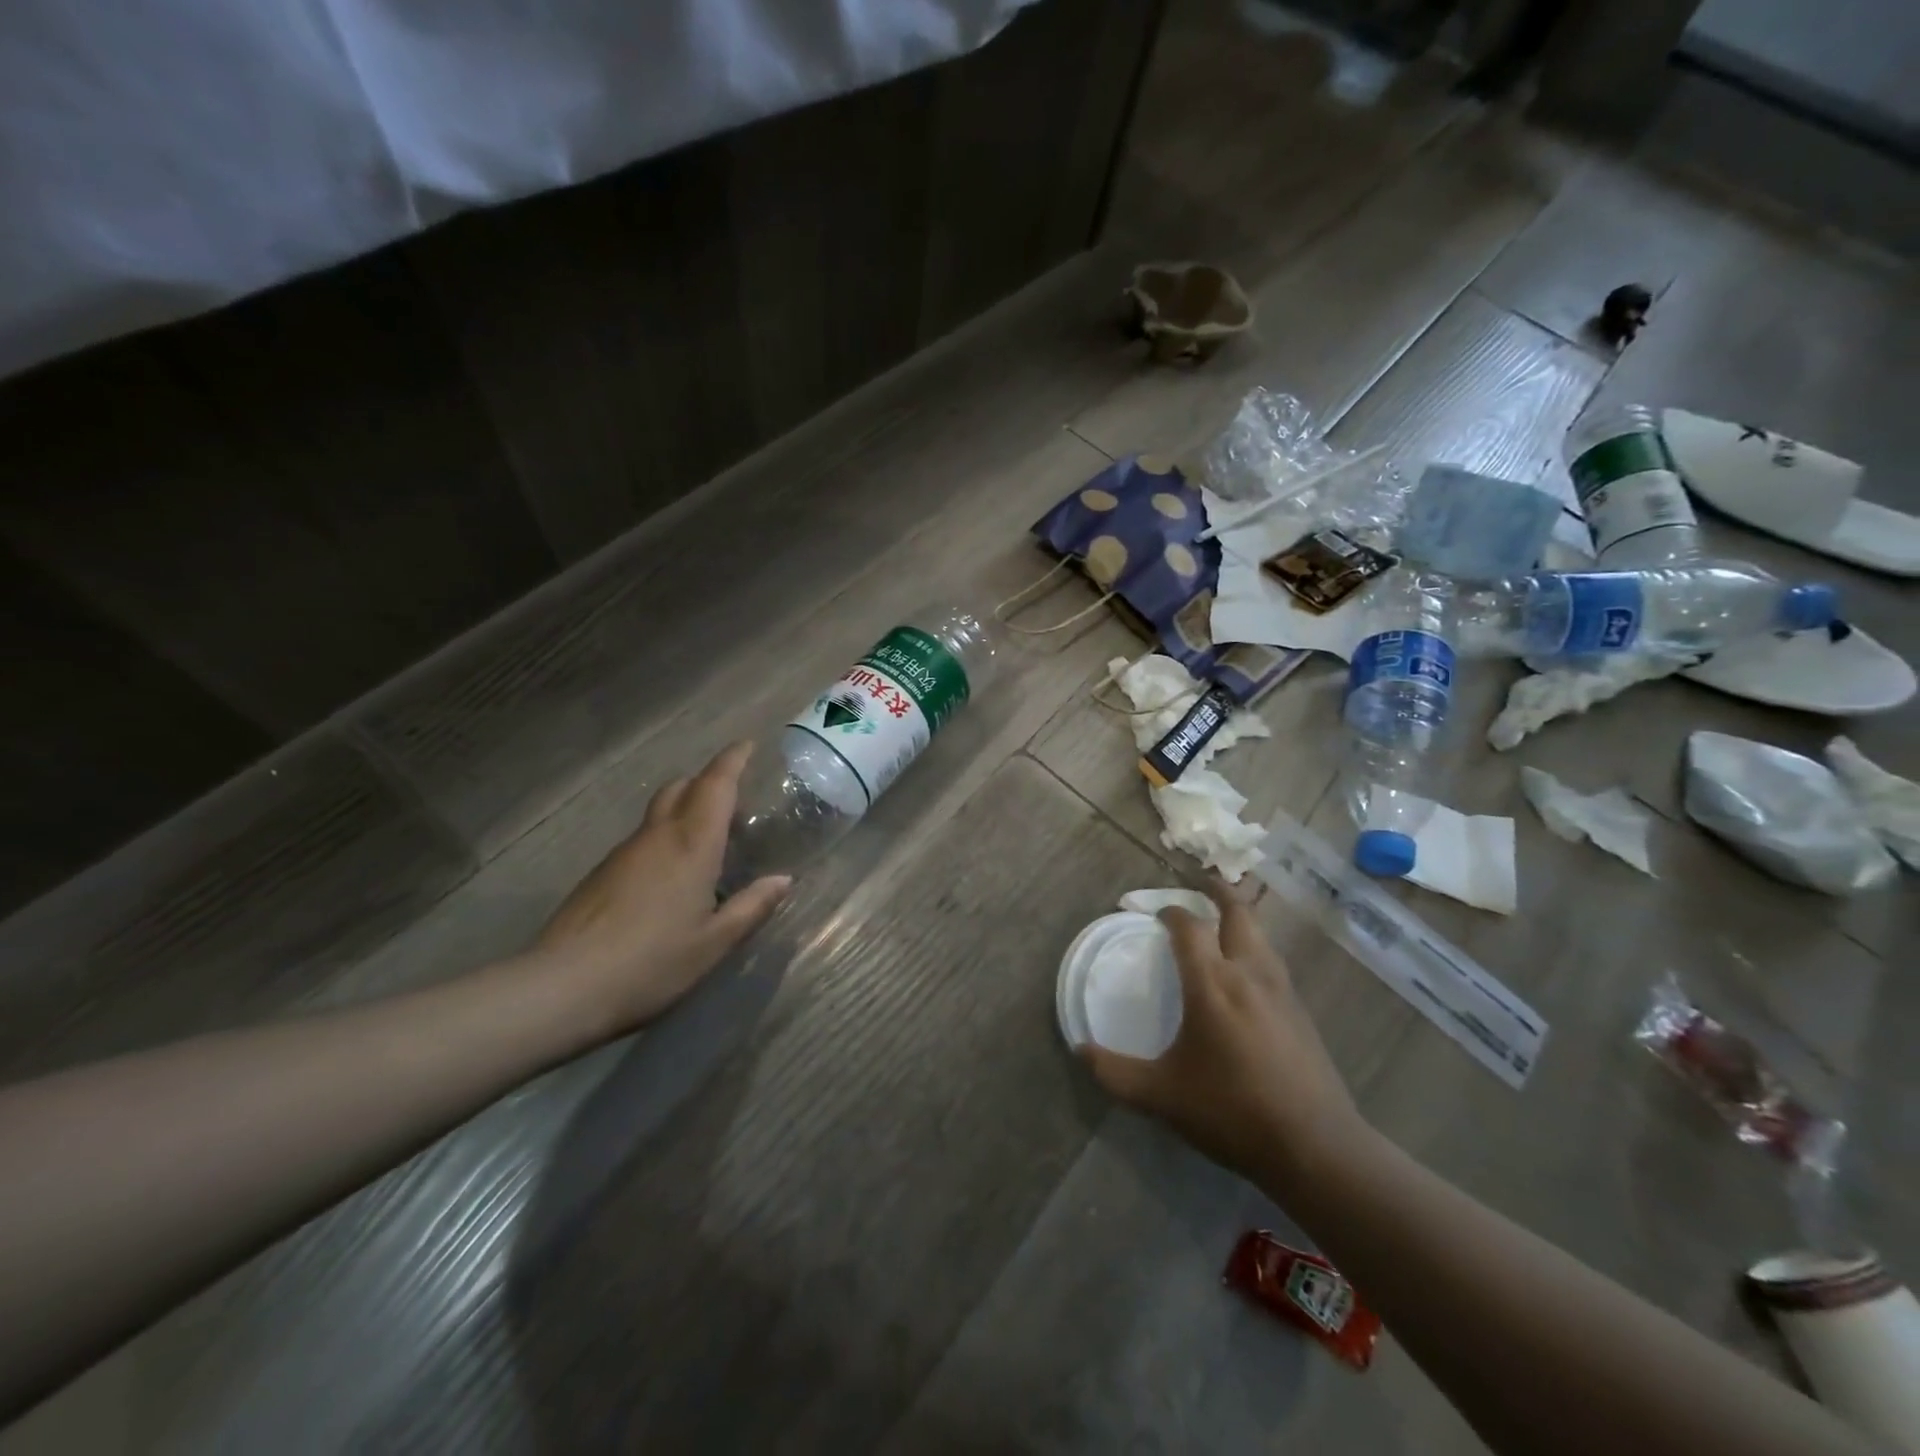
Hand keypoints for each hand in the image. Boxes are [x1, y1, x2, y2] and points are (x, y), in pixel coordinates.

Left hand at [528, 742, 789, 1036]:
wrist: (562, 987)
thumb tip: (782, 880)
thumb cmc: (651, 964)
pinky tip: (672, 877)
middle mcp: (657, 837)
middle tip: (734, 801)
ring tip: (709, 842)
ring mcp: (624, 853)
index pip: (716, 785)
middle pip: (682, 787)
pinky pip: (643, 838)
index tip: (747, 745)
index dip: (733, 760)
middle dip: (708, 781)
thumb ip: (751, 907)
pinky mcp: (602, 873)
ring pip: (659, 812)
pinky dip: (665, 837)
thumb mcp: (714, 943)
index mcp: (692, 846)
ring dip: (686, 809)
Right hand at [1080, 882, 1364, 1187]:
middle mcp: (1248, 973)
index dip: (1169, 912)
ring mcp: (1281, 990)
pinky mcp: (1301, 1011)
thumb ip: (1115, 1073)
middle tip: (1199, 883)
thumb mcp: (1161, 1096)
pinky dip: (1256, 947)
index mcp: (1212, 983)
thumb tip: (1080, 1052)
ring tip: (1221, 921)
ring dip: (1240, 918)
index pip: (1188, 926)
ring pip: (1261, 934)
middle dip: (1217, 892)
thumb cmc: (1231, 1111)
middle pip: (1238, 912)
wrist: (1315, 1146)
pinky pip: (1273, 961)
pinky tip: (1247, 973)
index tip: (1153, 913)